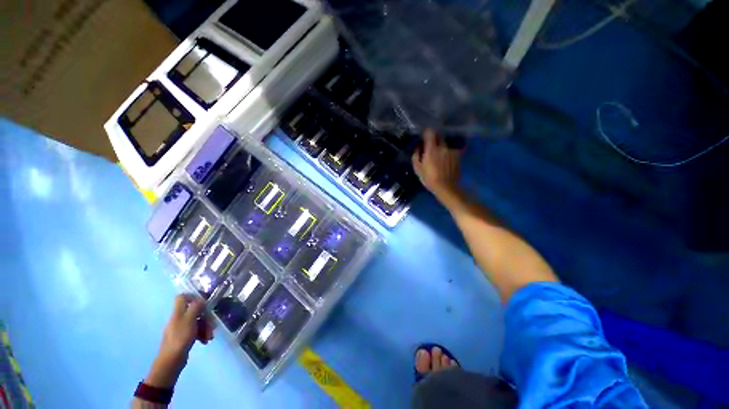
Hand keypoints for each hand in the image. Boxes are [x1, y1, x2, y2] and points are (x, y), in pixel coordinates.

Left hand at [145, 294, 213, 388]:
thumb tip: (201, 299)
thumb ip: (195, 307)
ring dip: (206, 327)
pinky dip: (202, 334)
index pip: (182, 297)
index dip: (193, 296)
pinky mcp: (184, 337)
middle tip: (212, 324)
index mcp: (177, 312)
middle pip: (194, 310)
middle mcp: (178, 318)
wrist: (171, 361)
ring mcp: (181, 328)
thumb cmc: (180, 338)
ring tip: (210, 336)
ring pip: (197, 321)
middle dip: (205, 317)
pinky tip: (206, 340)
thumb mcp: (189, 320)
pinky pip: (195, 331)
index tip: (205, 302)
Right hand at [412, 129, 462, 200]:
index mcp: (431, 149)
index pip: (430, 132)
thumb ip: (416, 155)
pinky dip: (447, 153)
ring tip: (438, 156)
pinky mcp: (458, 155)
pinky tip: (445, 161)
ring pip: (444, 144)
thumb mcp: (417, 168)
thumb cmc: (429, 178)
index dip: (426, 132)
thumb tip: (418, 147)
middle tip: (430, 147)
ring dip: (441, 147)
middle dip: (434, 139)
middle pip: (438, 136)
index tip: (423, 136)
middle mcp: (443, 146)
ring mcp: (451, 150)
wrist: (446, 187)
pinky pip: (450, 150)